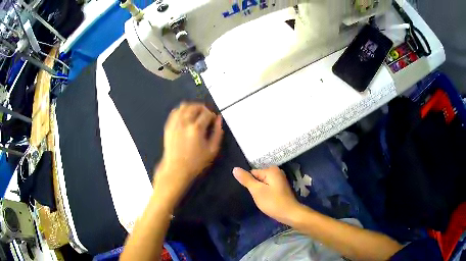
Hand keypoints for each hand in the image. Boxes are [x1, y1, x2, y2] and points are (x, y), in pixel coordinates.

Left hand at [158, 103, 223, 183]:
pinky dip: (182, 111)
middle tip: (206, 116)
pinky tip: (186, 117)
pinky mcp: (168, 126)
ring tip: (196, 114)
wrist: (176, 169)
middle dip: (203, 108)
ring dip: (192, 107)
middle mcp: (184, 122)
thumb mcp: (212, 150)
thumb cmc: (196, 162)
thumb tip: (219, 119)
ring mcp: (175, 123)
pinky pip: (175, 111)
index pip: (207, 113)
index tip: (213, 121)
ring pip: (184, 106)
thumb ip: (218, 133)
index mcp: (196, 128)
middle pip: (195, 106)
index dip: (212, 115)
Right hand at [233, 166, 301, 225]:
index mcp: (271, 170)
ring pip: (263, 184)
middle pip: (258, 178)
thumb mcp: (257, 191)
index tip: (252, 193)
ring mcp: (280, 180)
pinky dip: (266, 193)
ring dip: (260, 191)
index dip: (249, 183)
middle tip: (257, 197)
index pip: (252, 173)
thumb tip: (235, 168)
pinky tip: (267, 200)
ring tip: (261, 199)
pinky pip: (268, 187)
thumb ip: (246, 179)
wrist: (290, 214)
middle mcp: (277, 172)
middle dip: (255, 187)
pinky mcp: (281, 188)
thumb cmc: (273, 202)